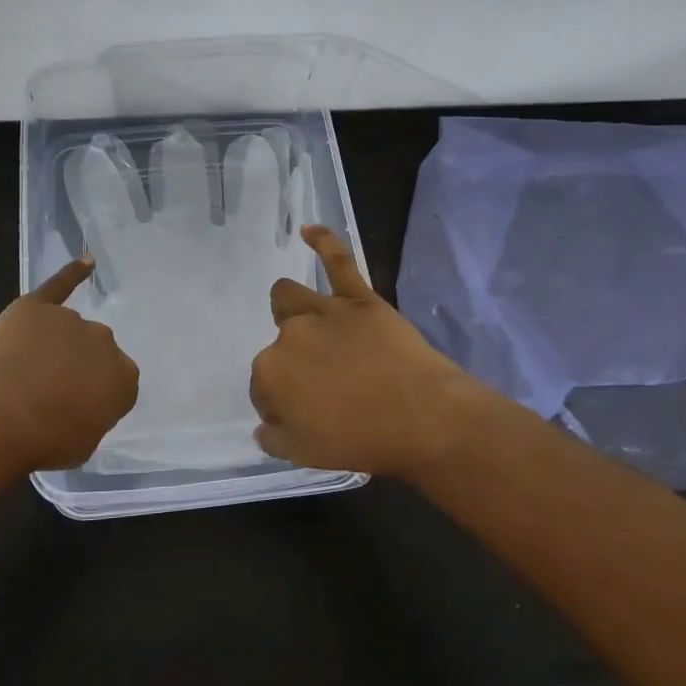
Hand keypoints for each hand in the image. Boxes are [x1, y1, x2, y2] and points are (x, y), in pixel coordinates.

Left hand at [0, 258, 139, 469]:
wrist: (0, 413)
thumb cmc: (45, 440)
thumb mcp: (82, 445)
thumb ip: (90, 418)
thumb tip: (79, 407)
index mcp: (124, 378)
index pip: (117, 384)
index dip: (94, 397)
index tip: (75, 411)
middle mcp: (104, 342)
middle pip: (94, 352)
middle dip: (77, 368)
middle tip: (50, 394)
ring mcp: (71, 320)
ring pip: (68, 330)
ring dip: (55, 347)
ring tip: (24, 374)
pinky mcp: (38, 306)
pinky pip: (60, 285)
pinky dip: (73, 273)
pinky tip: (87, 263)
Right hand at [250, 226, 476, 479]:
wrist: (423, 419)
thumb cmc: (362, 441)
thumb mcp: (304, 456)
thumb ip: (274, 438)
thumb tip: (262, 426)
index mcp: (270, 374)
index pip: (262, 386)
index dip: (279, 402)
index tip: (303, 416)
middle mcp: (288, 335)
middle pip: (277, 346)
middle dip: (291, 364)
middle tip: (322, 388)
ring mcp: (323, 311)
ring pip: (289, 298)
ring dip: (289, 309)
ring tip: (305, 323)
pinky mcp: (358, 298)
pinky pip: (338, 262)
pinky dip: (323, 242)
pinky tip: (309, 230)